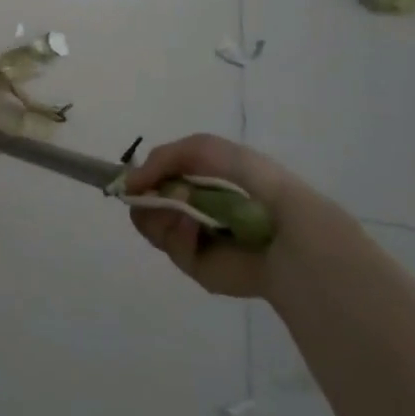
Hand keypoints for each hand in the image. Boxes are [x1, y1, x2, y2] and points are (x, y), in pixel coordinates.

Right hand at [125, 134, 343, 298]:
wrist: (285, 227)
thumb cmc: (249, 180)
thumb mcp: (202, 148)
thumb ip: (162, 158)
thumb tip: (129, 183)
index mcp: (200, 181)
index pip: (157, 178)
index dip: (142, 177)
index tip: (131, 179)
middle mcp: (194, 209)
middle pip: (146, 203)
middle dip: (145, 196)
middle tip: (151, 194)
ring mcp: (194, 238)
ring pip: (151, 224)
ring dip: (158, 212)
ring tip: (179, 209)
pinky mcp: (197, 266)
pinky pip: (170, 247)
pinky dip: (175, 233)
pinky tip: (192, 227)